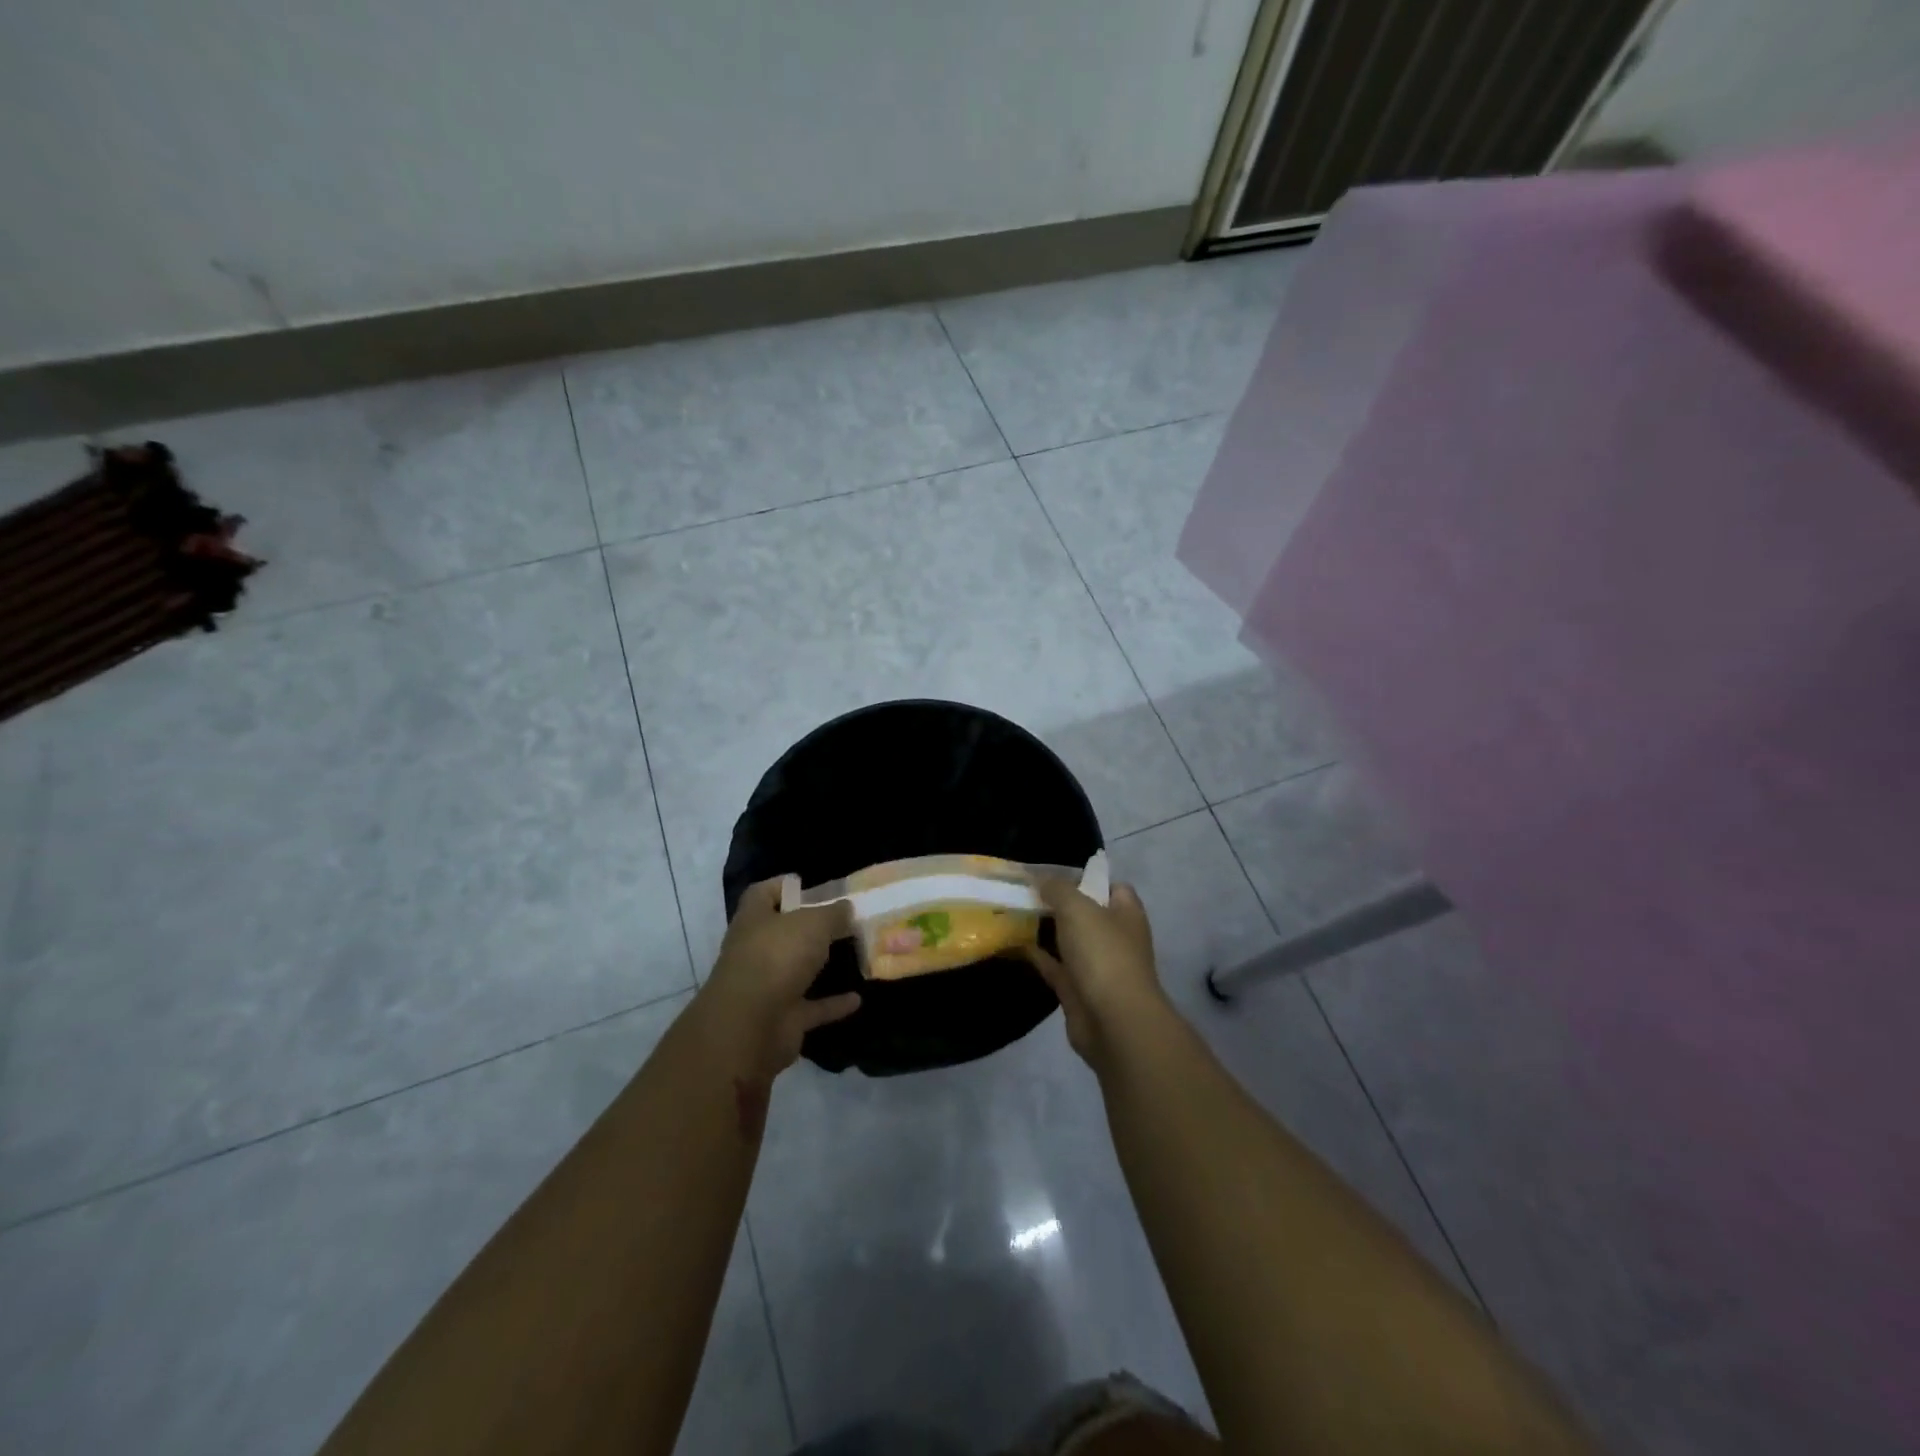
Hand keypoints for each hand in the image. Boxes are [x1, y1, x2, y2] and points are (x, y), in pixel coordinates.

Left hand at [693, 879, 860, 1082]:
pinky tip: (858, 998)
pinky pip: (812, 1006)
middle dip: (809, 927)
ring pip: (796, 970)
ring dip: (819, 964)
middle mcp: (756, 951)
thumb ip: (833, 913)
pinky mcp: (782, 1018)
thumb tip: (846, 908)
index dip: (782, 886)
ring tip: (853, 953)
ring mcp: (767, 987)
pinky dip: (833, 1003)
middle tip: (844, 918)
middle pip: (782, 932)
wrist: (751, 1026)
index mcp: (754, 920)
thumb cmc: (777, 957)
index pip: (762, 894)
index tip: (808, 884)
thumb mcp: (813, 923)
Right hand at [1027, 876, 1171, 1071]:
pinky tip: (1010, 942)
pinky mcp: (1077, 990)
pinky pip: (1053, 966)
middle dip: (1056, 902)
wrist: (1113, 1022)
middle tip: (1023, 890)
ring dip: (1043, 929)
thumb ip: (1058, 888)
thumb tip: (1040, 877)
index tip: (1053, 874)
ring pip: (1067, 940)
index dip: (1084, 877)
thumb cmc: (1103, 954)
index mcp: (1126, 913)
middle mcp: (1114, 937)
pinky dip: (1035, 955)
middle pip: (1084, 912)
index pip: (1110, 886)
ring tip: (1012, 911)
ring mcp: (1096, 965)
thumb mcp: (1078, 908)